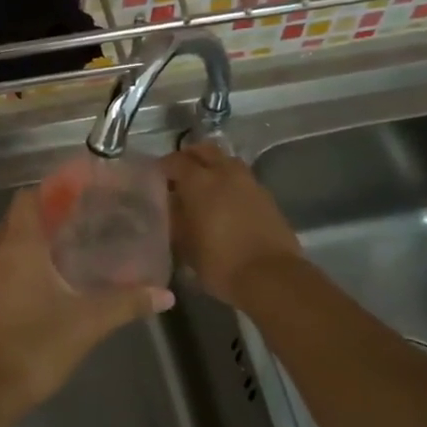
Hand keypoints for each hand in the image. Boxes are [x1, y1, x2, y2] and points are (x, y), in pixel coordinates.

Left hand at [0, 188, 172, 422]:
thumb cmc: (37, 344)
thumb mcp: (89, 322)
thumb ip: (127, 303)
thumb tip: (165, 295)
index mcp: (18, 246)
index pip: (28, 198)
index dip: (52, 189)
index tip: (80, 189)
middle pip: (18, 217)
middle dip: (46, 211)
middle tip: (82, 215)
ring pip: (8, 241)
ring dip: (33, 236)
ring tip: (69, 242)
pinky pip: (2, 263)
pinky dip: (22, 259)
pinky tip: (49, 277)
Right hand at [162, 143, 302, 306]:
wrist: (271, 276)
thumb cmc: (220, 263)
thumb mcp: (185, 245)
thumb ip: (175, 220)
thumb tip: (171, 206)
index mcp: (200, 182)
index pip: (175, 161)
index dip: (163, 167)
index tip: (155, 178)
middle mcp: (225, 173)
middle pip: (204, 150)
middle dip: (189, 157)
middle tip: (179, 175)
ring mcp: (249, 182)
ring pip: (226, 161)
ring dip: (213, 166)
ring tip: (204, 187)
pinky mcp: (267, 196)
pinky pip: (242, 179)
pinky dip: (230, 183)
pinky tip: (225, 202)